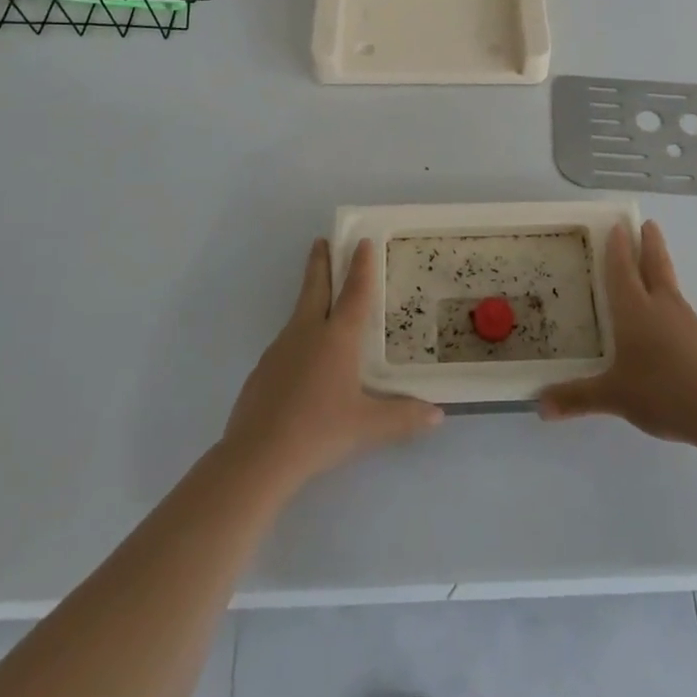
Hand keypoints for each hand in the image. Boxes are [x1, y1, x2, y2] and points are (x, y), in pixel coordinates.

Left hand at [223, 238, 442, 491]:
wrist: (257, 456)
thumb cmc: (320, 431)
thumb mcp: (368, 427)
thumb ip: (404, 418)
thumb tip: (438, 415)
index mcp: (337, 338)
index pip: (354, 292)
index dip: (361, 266)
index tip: (362, 241)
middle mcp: (307, 333)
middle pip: (315, 288)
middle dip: (321, 263)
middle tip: (322, 241)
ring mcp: (280, 350)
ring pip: (298, 313)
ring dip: (309, 297)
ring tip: (319, 299)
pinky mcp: (262, 370)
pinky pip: (286, 343)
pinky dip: (298, 336)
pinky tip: (302, 358)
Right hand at [539, 220, 696, 446]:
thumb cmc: (662, 391)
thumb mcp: (614, 397)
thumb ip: (577, 398)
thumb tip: (539, 406)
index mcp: (634, 310)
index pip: (622, 269)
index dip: (618, 247)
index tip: (618, 225)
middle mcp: (661, 306)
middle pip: (655, 264)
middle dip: (649, 243)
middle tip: (648, 223)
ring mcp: (687, 321)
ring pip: (670, 284)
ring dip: (661, 267)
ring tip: (654, 264)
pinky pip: (680, 310)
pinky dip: (670, 301)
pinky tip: (668, 318)